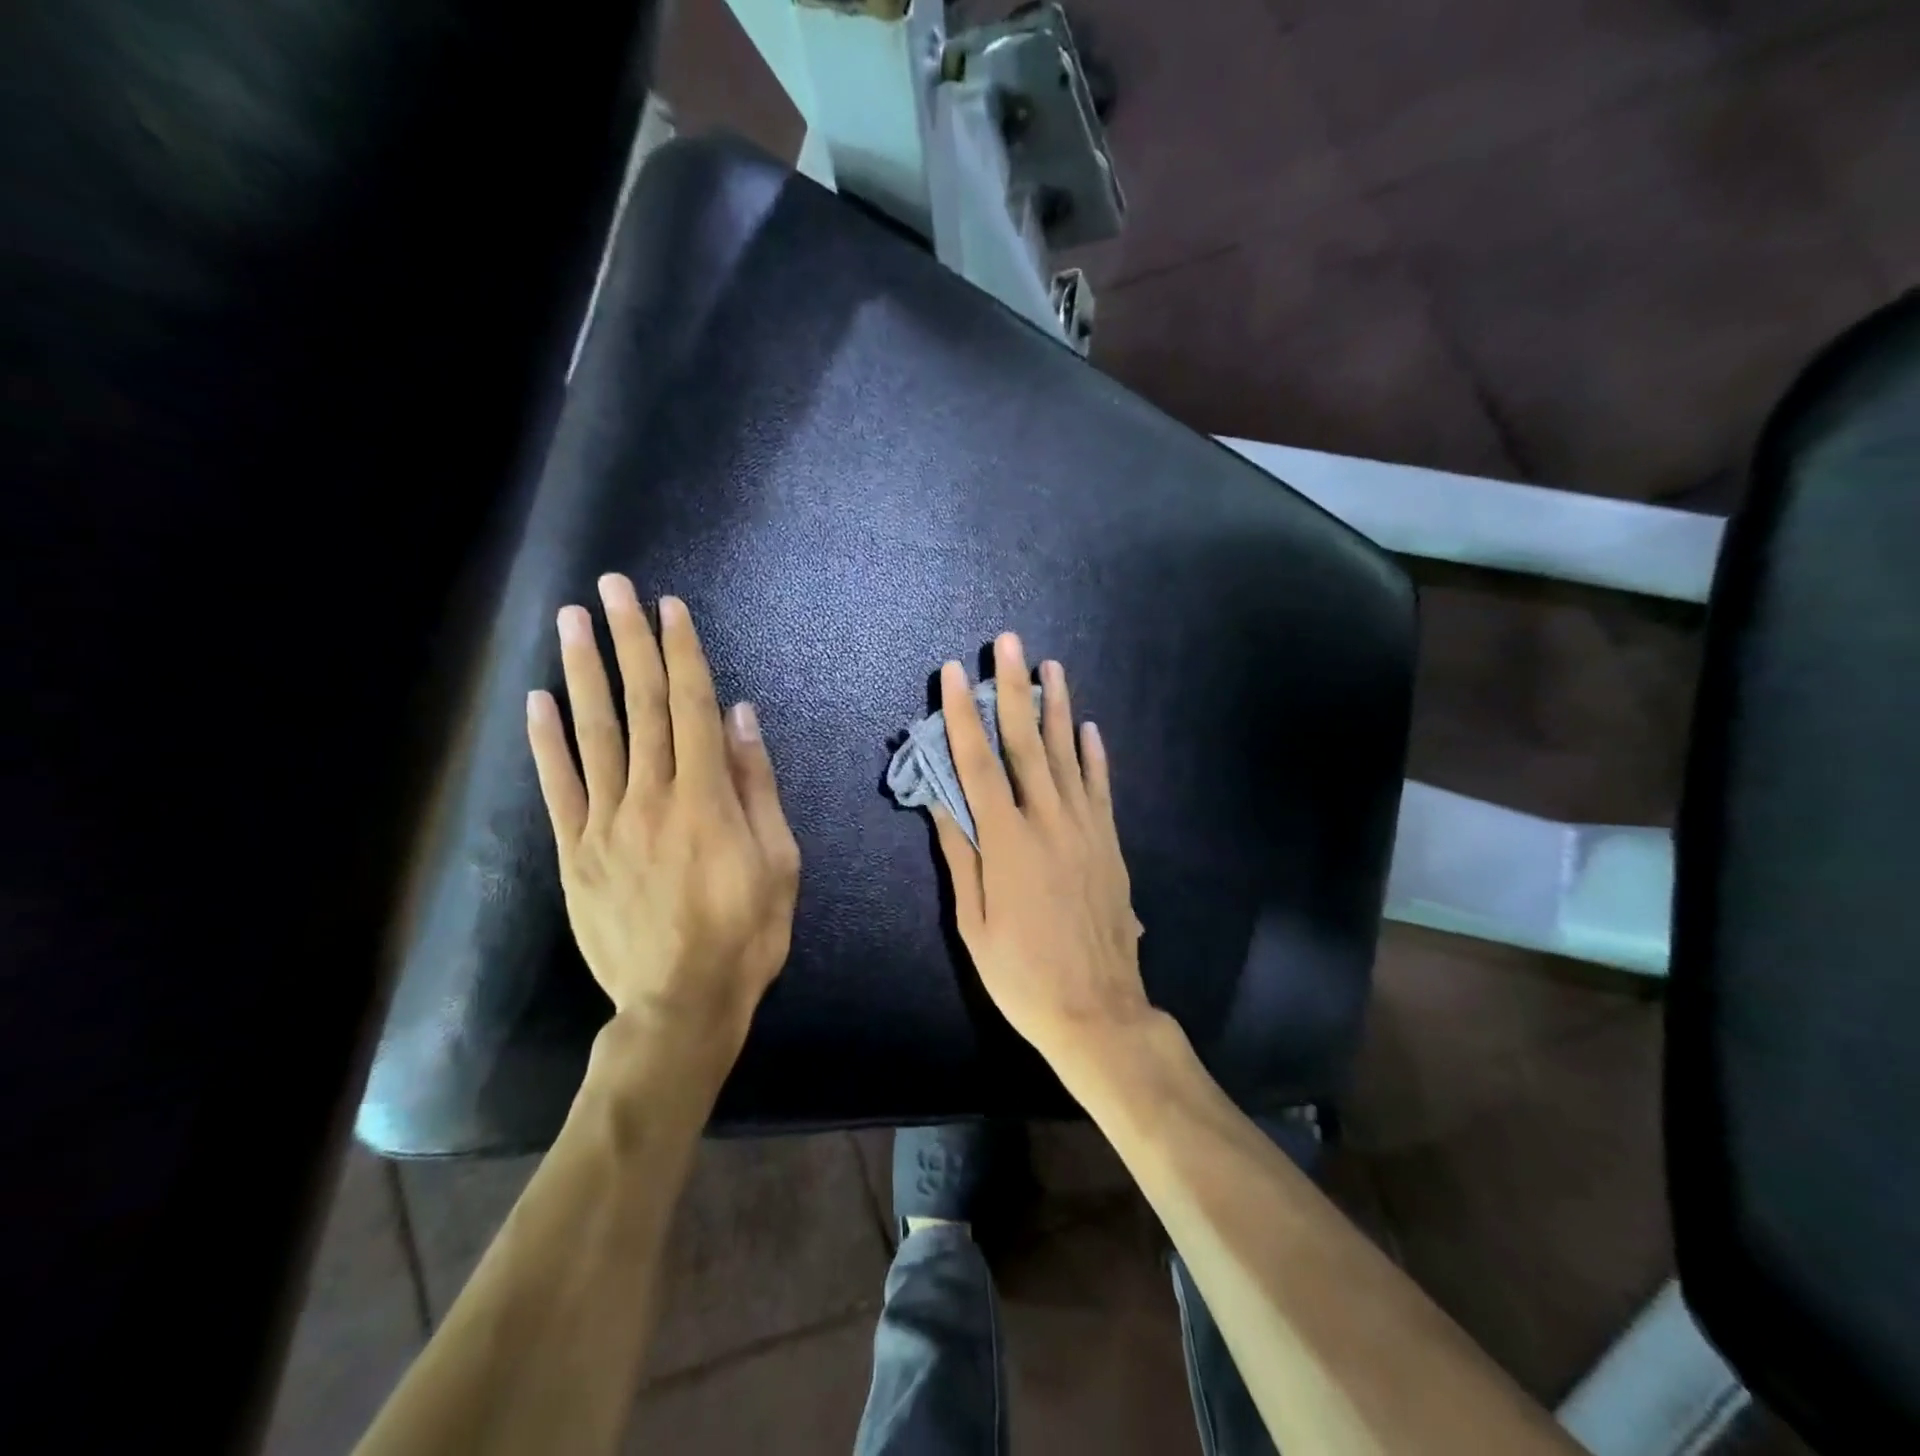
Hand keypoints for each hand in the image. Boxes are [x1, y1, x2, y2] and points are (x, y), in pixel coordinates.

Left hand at [526, 576, 800, 1055]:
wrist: (681, 1004)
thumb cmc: (747, 932)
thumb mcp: (780, 860)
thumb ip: (757, 786)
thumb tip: (741, 718)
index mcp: (706, 798)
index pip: (691, 707)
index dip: (680, 653)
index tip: (670, 607)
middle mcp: (651, 797)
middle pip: (639, 705)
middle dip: (628, 641)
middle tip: (612, 587)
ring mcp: (605, 824)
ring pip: (594, 734)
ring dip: (582, 672)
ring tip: (571, 621)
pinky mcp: (575, 853)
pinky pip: (558, 788)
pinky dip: (546, 741)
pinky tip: (537, 700)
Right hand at [931, 634, 1152, 1078]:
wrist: (1098, 1011)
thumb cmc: (1022, 975)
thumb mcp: (973, 924)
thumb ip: (960, 857)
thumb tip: (940, 803)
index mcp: (1006, 842)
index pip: (978, 763)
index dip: (961, 715)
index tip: (952, 673)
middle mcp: (1048, 822)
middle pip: (1026, 743)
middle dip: (1014, 688)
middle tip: (1011, 642)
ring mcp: (1086, 829)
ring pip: (1068, 754)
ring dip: (1057, 707)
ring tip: (1052, 666)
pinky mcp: (1110, 843)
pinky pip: (1100, 787)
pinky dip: (1093, 754)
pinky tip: (1088, 727)